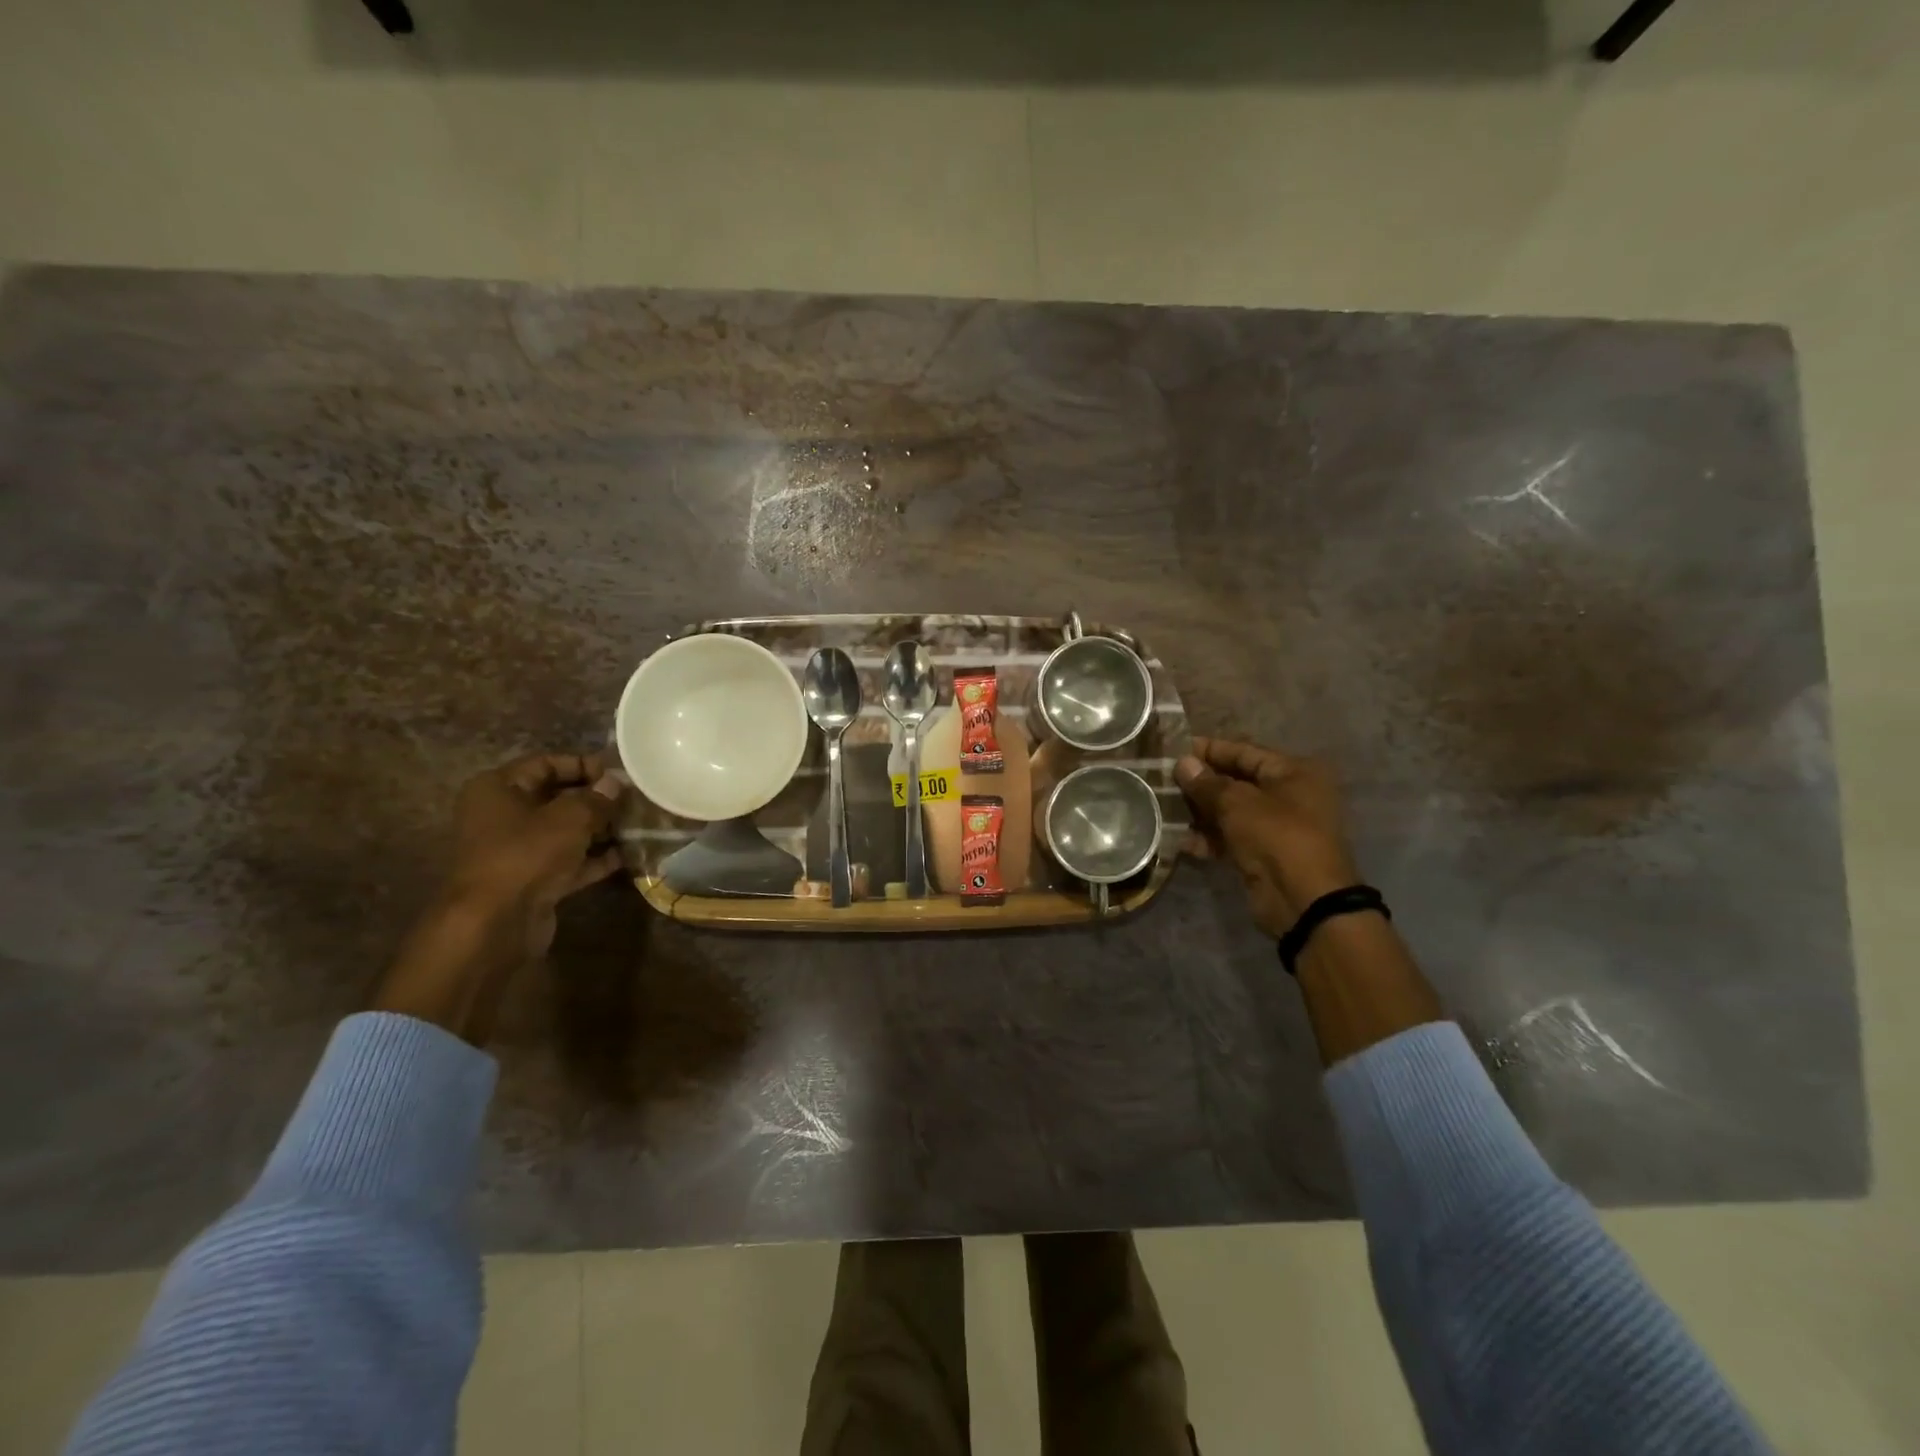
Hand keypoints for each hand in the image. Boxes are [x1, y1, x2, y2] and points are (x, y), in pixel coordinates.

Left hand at [373, 752, 624, 1042]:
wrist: (495, 924)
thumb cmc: (526, 855)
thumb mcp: (569, 818)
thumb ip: (596, 797)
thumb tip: (616, 783)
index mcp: (498, 789)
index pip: (546, 764)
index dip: (584, 765)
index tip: (619, 774)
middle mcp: (502, 815)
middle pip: (556, 797)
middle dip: (595, 799)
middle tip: (633, 801)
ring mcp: (516, 850)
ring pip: (564, 831)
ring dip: (598, 829)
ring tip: (636, 826)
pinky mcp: (531, 879)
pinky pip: (567, 860)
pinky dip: (593, 858)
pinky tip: (626, 855)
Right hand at [1175, 737, 1361, 938]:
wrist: (1304, 901)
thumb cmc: (1276, 837)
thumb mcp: (1238, 804)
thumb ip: (1207, 783)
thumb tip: (1183, 763)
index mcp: (1294, 773)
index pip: (1245, 752)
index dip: (1210, 750)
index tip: (1175, 750)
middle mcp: (1290, 795)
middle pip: (1237, 781)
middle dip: (1201, 783)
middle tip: (1164, 781)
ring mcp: (1277, 827)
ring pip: (1231, 811)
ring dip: (1200, 812)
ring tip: (1165, 809)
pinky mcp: (1264, 854)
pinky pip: (1232, 837)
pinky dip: (1209, 838)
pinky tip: (1180, 840)